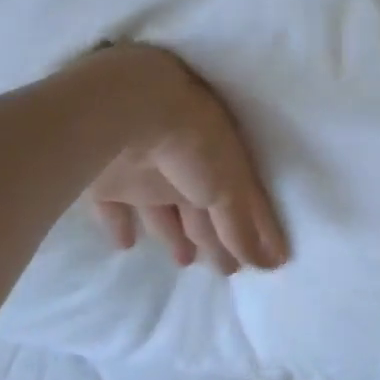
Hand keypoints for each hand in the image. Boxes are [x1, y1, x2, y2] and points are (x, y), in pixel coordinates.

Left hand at [81, 45, 288, 273]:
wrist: (129, 110)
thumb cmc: (194, 145)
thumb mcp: (229, 189)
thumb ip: (243, 228)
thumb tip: (270, 264)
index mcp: (222, 162)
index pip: (244, 201)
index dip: (257, 230)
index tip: (268, 262)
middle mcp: (187, 166)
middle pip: (202, 210)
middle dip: (216, 238)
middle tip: (228, 270)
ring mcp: (145, 172)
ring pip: (162, 210)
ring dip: (173, 235)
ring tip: (185, 262)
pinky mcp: (109, 181)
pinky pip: (114, 209)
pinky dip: (120, 226)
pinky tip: (126, 244)